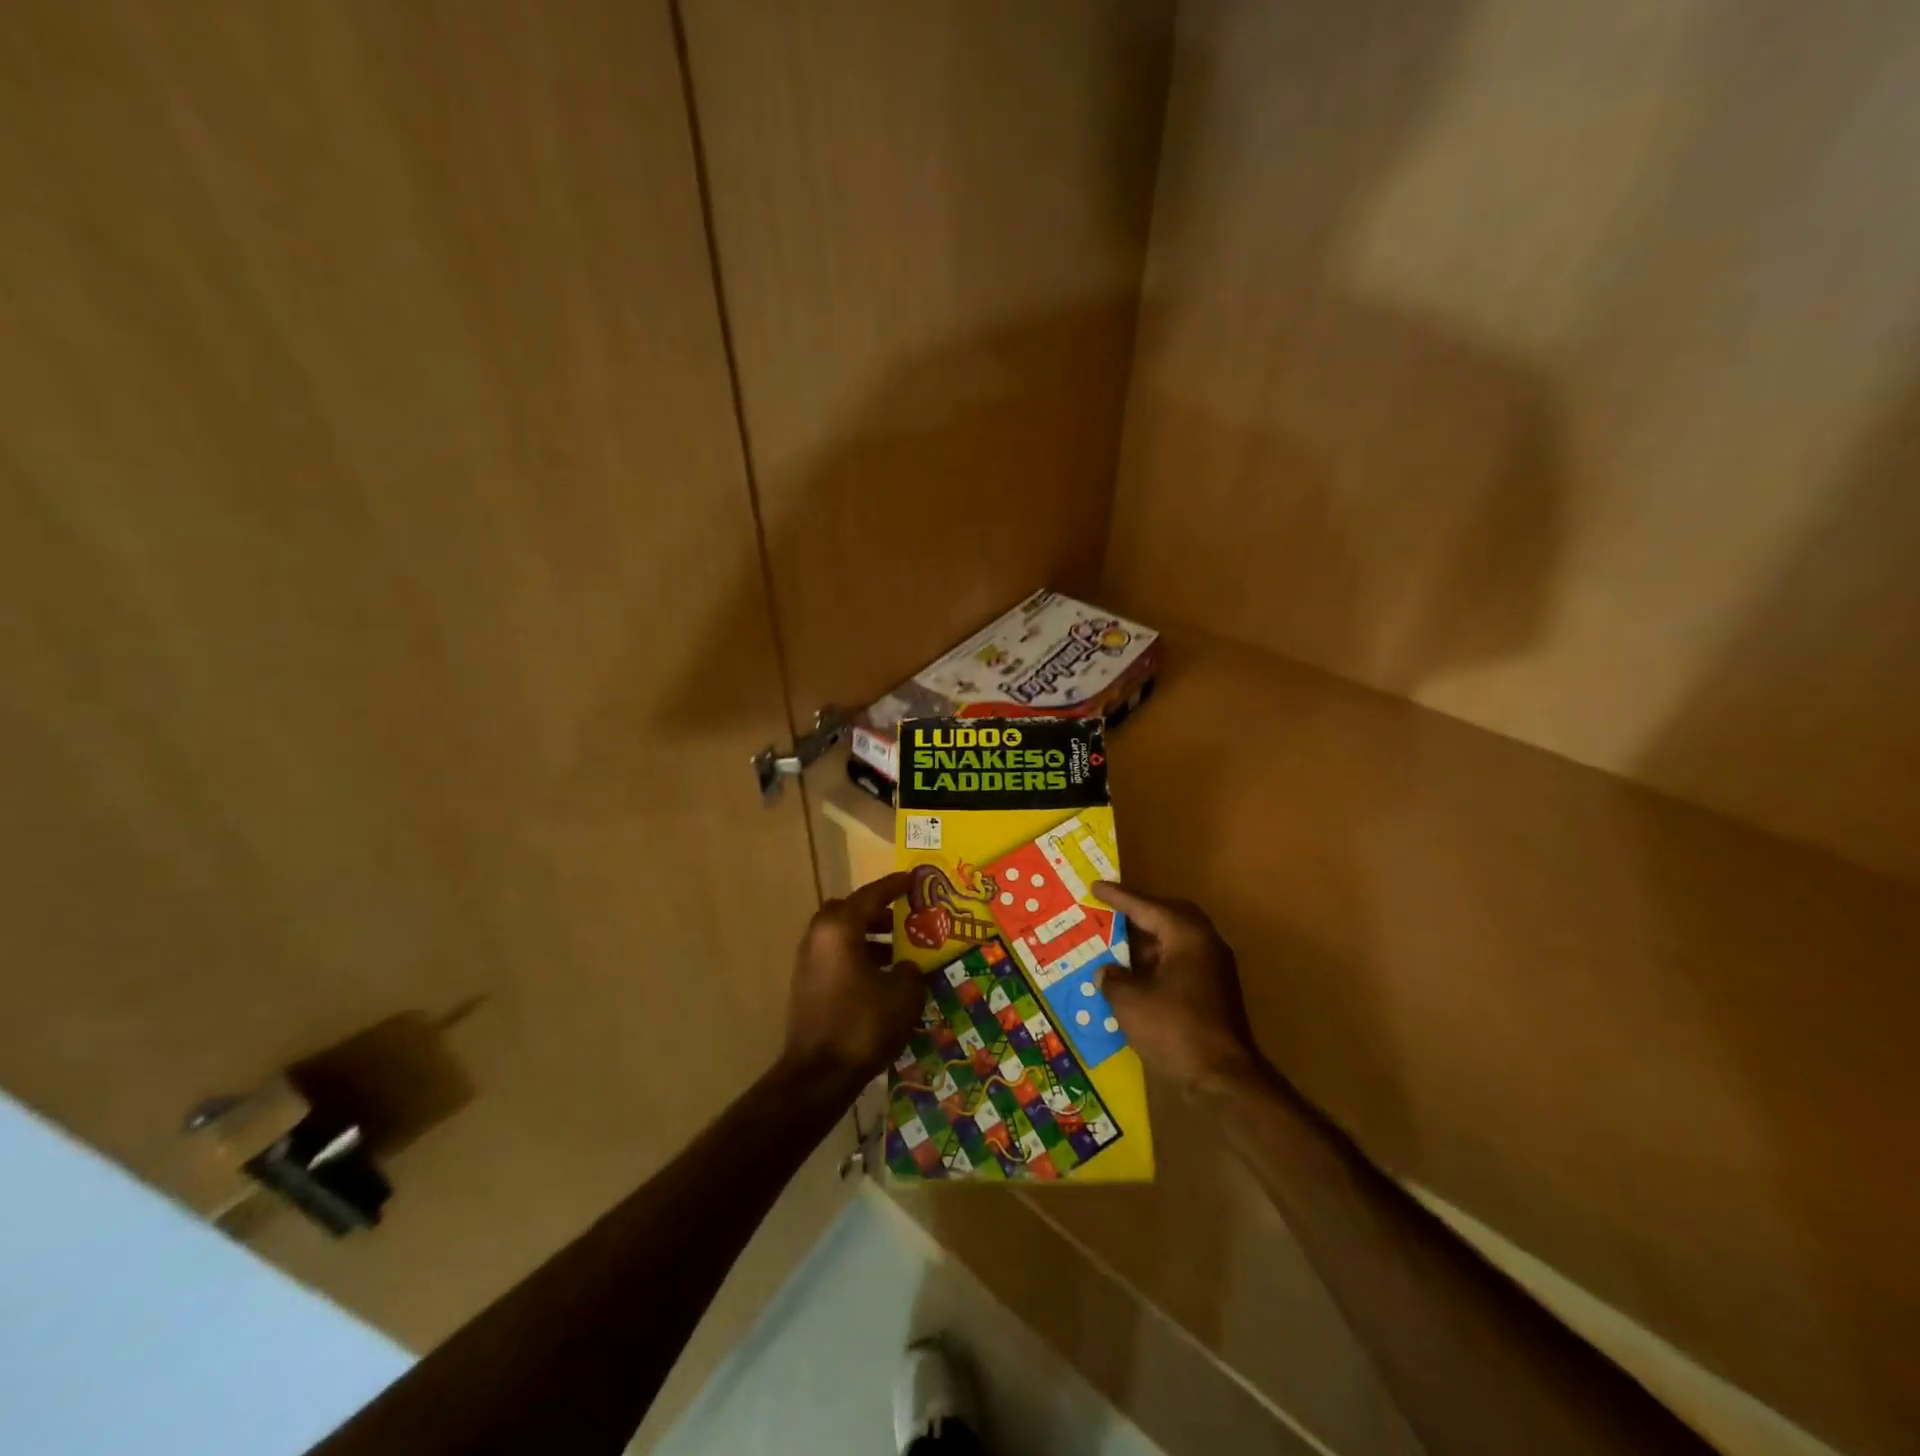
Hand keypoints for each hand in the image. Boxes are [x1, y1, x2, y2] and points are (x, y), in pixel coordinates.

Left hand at [784, 872, 925, 1083]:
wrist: (819, 1074)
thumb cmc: (864, 1024)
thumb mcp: (903, 993)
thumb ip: (910, 969)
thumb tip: (905, 965)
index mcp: (840, 928)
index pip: (871, 895)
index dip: (894, 886)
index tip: (912, 880)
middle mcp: (819, 937)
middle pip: (849, 912)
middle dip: (876, 913)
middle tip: (903, 919)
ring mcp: (808, 962)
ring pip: (841, 936)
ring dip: (868, 938)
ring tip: (899, 953)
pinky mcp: (806, 986)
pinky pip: (835, 957)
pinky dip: (857, 957)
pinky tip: (880, 978)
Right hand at [1093, 882, 1268, 1094]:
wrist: (1224, 1078)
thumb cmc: (1174, 1029)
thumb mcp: (1130, 1002)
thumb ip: (1113, 978)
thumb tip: (1106, 971)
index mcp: (1186, 935)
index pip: (1146, 907)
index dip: (1118, 897)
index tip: (1095, 887)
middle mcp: (1206, 943)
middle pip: (1169, 916)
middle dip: (1140, 914)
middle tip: (1112, 911)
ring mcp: (1215, 968)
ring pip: (1176, 941)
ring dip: (1148, 941)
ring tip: (1118, 946)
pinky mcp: (1216, 992)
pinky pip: (1182, 962)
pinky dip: (1159, 963)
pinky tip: (1137, 978)